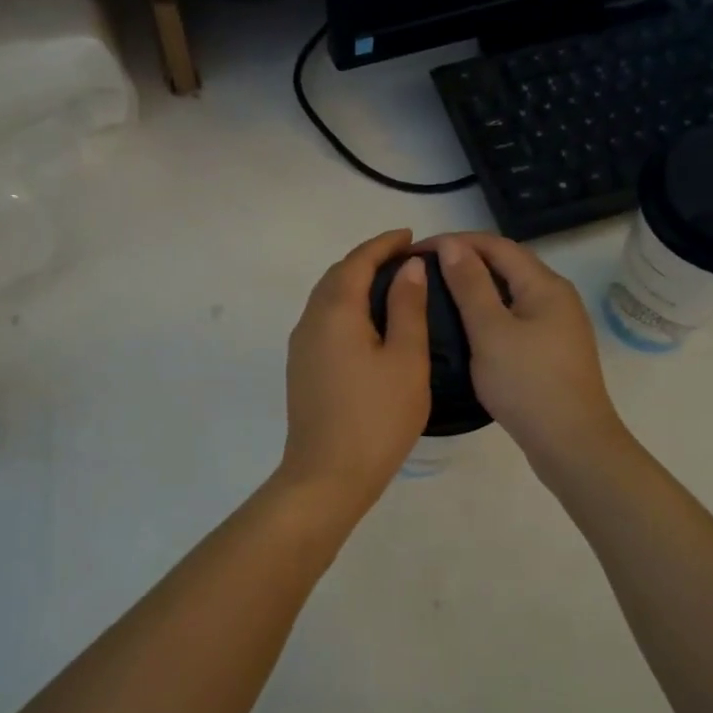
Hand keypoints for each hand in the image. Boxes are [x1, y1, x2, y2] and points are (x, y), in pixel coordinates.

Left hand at [277, 229, 431, 518]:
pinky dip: (346, 307)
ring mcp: (301, 347)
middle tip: (404, 258)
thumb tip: (408, 267)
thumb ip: (407, 307)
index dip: (384, 244)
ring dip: (355, 283)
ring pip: (327, 299)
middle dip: (368, 260)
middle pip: (336, 276)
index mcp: (335, 312)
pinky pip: (323, 321)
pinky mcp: (301, 369)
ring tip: (390, 285)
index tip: (410, 236)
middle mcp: (310, 321)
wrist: (327, 476)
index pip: (357, 262)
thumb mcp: (406, 359)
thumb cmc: (376, 417)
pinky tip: (368, 323)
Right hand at [429, 232, 626, 469]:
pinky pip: (515, 317)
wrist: (572, 444)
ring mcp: (558, 326)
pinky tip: (467, 328)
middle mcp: (557, 297)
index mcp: (545, 285)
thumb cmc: (527, 384)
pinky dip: (488, 312)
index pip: (496, 245)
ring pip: (511, 293)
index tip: (416, 251)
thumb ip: (470, 285)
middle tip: (423, 271)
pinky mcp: (552, 351)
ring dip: (476, 287)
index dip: (455, 241)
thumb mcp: (491, 331)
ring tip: (438, 295)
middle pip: (507, 265)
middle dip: (465, 260)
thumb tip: (454, 244)